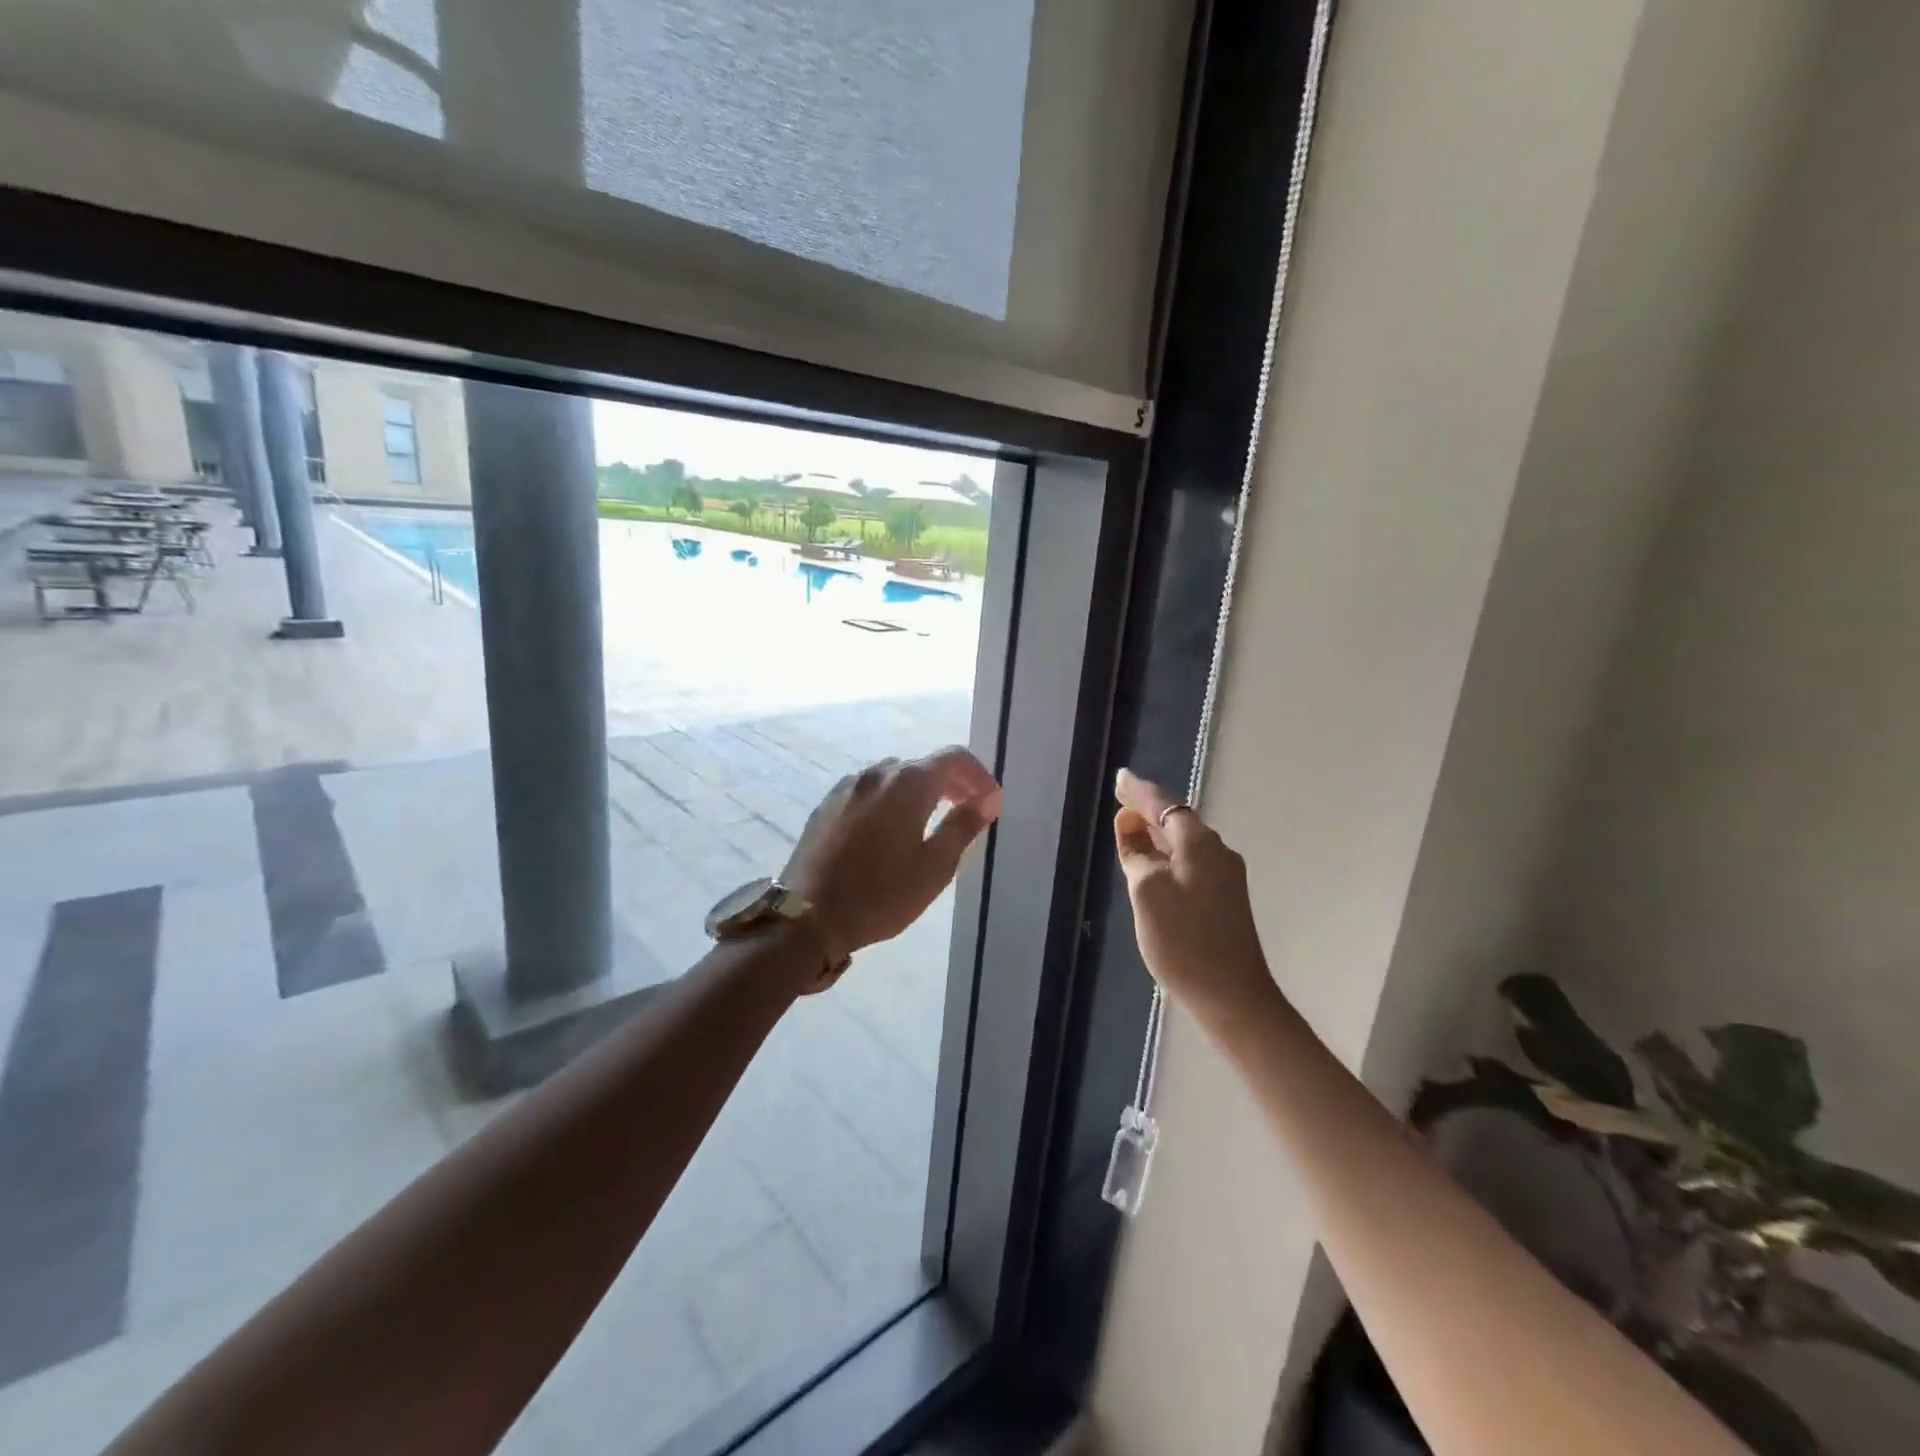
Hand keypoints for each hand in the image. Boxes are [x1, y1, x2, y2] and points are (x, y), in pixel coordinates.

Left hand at [784, 747, 1002, 955]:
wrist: (807, 917)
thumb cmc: (881, 894)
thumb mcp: (934, 867)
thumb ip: (962, 827)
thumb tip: (985, 801)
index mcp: (908, 782)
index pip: (955, 758)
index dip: (979, 776)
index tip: (991, 804)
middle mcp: (877, 773)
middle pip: (924, 764)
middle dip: (952, 783)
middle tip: (968, 812)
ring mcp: (848, 786)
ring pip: (895, 776)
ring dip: (920, 791)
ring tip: (930, 822)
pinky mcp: (827, 803)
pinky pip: (870, 791)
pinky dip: (890, 800)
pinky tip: (891, 830)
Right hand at [1113, 768, 1274, 1032]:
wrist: (1232, 997)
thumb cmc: (1183, 940)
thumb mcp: (1146, 891)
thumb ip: (1136, 853)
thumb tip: (1129, 823)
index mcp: (1199, 843)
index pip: (1164, 805)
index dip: (1138, 792)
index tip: (1119, 778)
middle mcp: (1217, 852)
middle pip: (1176, 821)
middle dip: (1148, 810)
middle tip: (1120, 800)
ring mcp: (1224, 877)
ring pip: (1183, 843)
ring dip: (1157, 833)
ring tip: (1129, 828)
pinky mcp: (1224, 900)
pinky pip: (1189, 862)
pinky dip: (1167, 855)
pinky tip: (1152, 864)